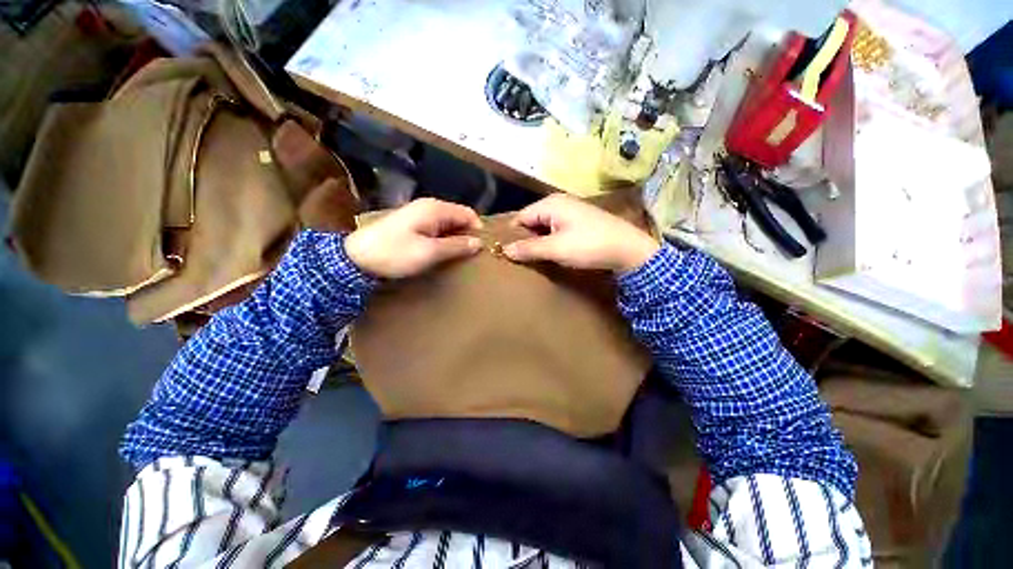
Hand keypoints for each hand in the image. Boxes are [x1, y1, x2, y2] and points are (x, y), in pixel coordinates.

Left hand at [345, 198, 482, 277]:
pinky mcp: (412, 224)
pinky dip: (444, 238)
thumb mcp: (429, 252)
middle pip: (458, 217)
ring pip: (448, 224)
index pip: (468, 213)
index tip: (481, 248)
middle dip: (467, 234)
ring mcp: (419, 214)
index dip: (478, 229)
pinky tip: (442, 251)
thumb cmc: (395, 253)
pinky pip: (437, 228)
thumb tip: (478, 243)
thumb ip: (456, 246)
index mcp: (435, 209)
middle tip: (471, 255)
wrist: (357, 258)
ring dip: (456, 237)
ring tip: (459, 255)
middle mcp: (429, 207)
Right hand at [504, 194, 658, 272]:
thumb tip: (504, 250)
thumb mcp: (555, 248)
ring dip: (538, 241)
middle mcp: (558, 203)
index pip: (520, 217)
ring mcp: (570, 211)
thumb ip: (529, 249)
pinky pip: (556, 229)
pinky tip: (550, 253)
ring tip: (532, 258)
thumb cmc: (589, 245)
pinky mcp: (579, 221)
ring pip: (544, 226)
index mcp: (550, 204)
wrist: (628, 249)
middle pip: (532, 220)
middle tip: (519, 259)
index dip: (513, 235)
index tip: (507, 254)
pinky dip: (550, 240)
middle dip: (525, 239)